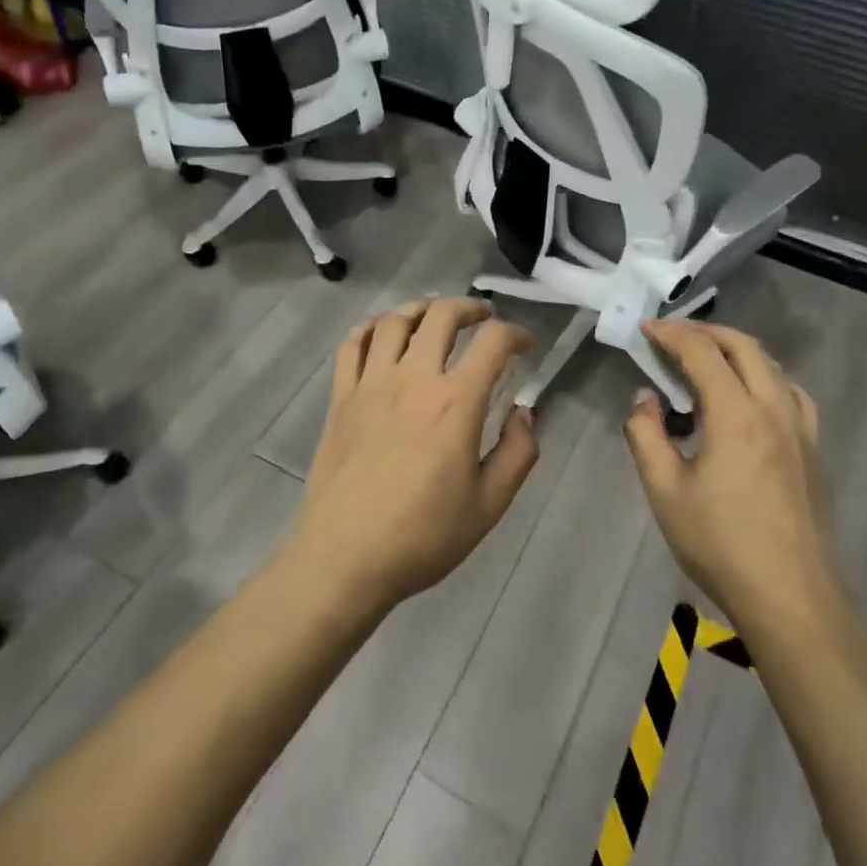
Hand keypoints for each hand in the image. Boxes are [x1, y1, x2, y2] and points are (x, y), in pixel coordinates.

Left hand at [288, 297, 537, 617]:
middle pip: (441, 315)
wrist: (345, 558)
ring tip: (434, 317)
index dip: (516, 334)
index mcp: (455, 402)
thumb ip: (517, 454)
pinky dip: (372, 329)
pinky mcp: (341, 397)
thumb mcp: (489, 505)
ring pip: (395, 320)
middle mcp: (414, 378)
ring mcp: (371, 383)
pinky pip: (353, 345)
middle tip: (483, 317)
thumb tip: (525, 414)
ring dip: (421, 309)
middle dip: (469, 307)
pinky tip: (383, 336)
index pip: (493, 343)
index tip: (525, 345)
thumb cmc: (423, 536)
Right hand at [624, 320, 840, 635]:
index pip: (702, 352)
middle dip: (705, 332)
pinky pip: (791, 393)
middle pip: (743, 346)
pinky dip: (765, 377)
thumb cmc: (720, 543)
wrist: (790, 597)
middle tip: (674, 337)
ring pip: (772, 366)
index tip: (646, 329)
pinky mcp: (814, 450)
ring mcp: (801, 429)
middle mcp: (773, 408)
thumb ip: (646, 436)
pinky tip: (752, 399)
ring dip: (737, 350)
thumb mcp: (664, 491)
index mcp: (736, 413)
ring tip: (708, 361)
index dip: (671, 334)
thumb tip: (645, 400)